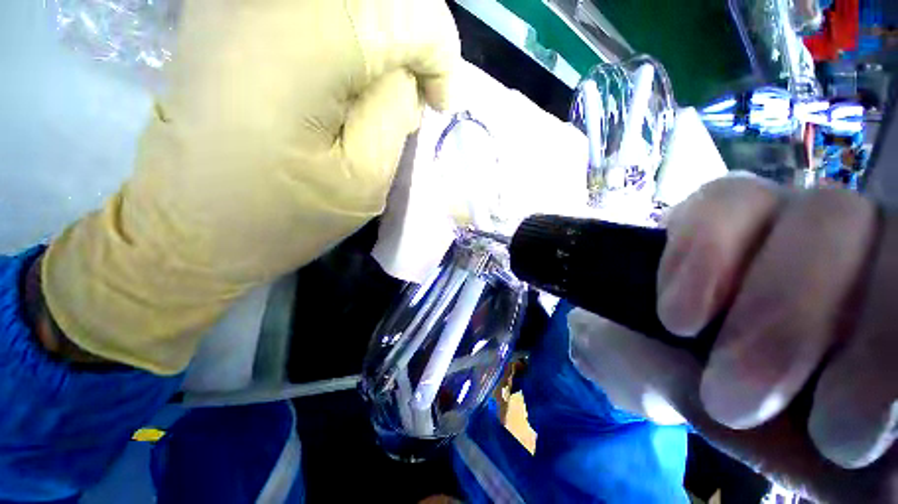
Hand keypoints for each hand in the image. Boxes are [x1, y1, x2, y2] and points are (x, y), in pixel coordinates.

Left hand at [40, 0, 459, 373]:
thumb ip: (393, 114)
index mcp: (299, 49)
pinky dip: (353, 28)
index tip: (437, 101)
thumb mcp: (363, 181)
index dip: (439, 51)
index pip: (406, 11)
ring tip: (384, 86)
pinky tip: (349, 70)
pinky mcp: (228, 9)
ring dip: (385, 33)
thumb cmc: (283, 217)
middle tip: (415, 90)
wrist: (191, 228)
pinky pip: (317, 3)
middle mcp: (261, 0)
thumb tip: (409, 76)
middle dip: (415, 36)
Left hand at [572, 175, 897, 501]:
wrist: (725, 413)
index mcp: (730, 233)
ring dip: (872, 354)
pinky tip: (889, 426)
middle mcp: (811, 231)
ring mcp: (880, 258)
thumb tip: (610, 337)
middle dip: (787, 316)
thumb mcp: (629, 354)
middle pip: (829, 218)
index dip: (707, 249)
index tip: (677, 321)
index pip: (730, 200)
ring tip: (831, 434)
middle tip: (737, 398)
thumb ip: (616, 337)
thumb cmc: (662, 370)